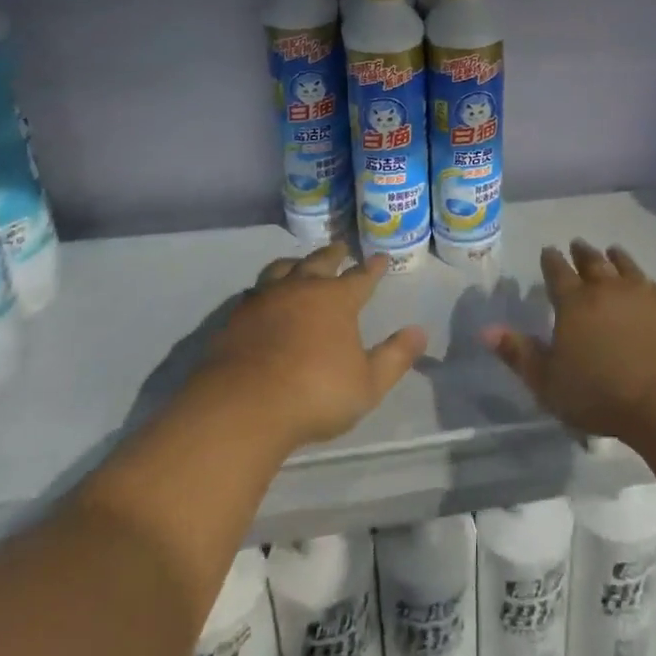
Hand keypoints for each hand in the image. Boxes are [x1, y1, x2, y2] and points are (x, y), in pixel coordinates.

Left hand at [200, 243, 426, 452]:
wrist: (243, 408)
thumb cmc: (315, 394)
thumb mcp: (368, 384)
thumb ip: (395, 357)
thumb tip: (420, 331)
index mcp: (336, 300)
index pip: (360, 277)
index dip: (373, 268)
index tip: (381, 258)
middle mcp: (301, 289)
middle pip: (319, 262)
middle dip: (333, 254)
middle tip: (341, 247)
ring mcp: (264, 300)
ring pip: (282, 269)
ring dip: (296, 263)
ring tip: (299, 263)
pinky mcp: (235, 318)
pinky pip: (255, 291)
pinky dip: (267, 287)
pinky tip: (264, 296)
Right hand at [481, 240, 655, 443]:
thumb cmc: (602, 394)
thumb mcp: (548, 383)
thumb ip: (519, 355)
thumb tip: (486, 330)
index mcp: (573, 303)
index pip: (557, 273)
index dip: (551, 261)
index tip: (548, 250)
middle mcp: (606, 289)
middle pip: (592, 263)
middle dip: (581, 253)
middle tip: (577, 244)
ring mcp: (642, 294)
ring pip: (625, 266)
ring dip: (616, 257)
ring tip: (612, 250)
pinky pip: (652, 284)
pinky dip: (644, 278)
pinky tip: (647, 283)